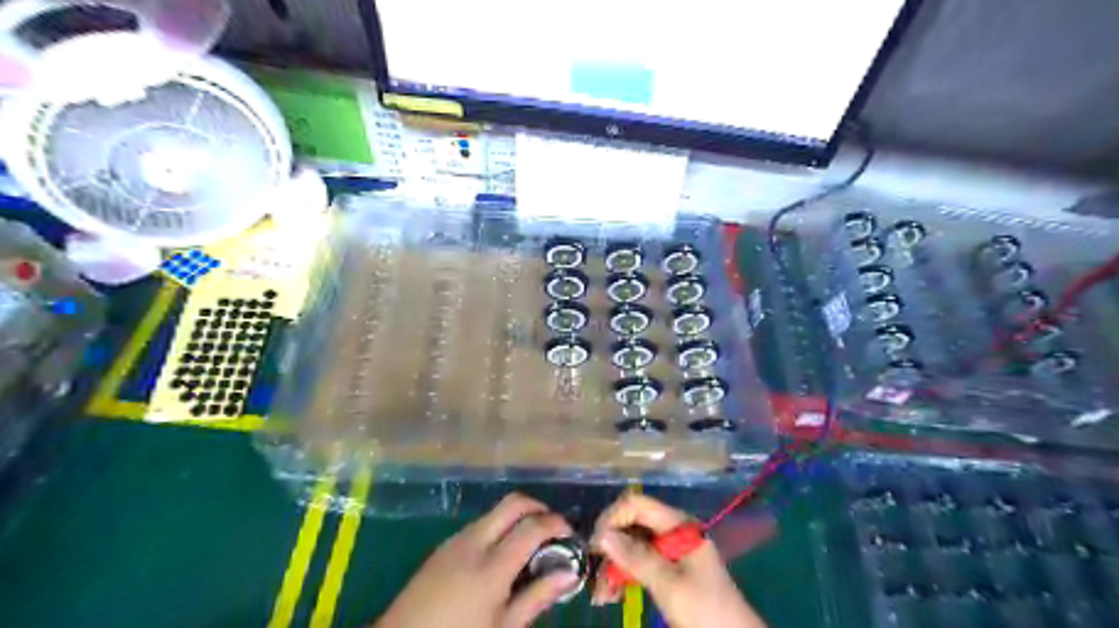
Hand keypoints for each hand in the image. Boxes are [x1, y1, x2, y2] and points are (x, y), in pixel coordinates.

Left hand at [381, 493, 582, 625]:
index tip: (570, 533)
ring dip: (517, 517)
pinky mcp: (443, 545)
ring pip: (495, 512)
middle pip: (513, 503)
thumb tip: (568, 573)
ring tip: (528, 544)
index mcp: (491, 566)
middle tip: (552, 528)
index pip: (533, 526)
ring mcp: (455, 540)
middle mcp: (474, 542)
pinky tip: (500, 554)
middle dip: (538, 507)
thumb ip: (536, 597)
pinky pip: (478, 524)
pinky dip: (498, 527)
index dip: (557, 523)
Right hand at [589, 495, 763, 627]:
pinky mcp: (667, 569)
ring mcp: (670, 550)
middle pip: (631, 524)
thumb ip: (637, 557)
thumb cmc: (705, 610)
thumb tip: (602, 535)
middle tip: (593, 575)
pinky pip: (638, 563)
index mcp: (678, 524)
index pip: (637, 504)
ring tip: (601, 595)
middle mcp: (672, 531)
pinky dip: (623, 576)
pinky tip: (610, 595)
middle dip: (610, 547)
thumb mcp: (670, 585)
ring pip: (631, 545)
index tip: (595, 546)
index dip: (613, 519)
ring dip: (613, 566)